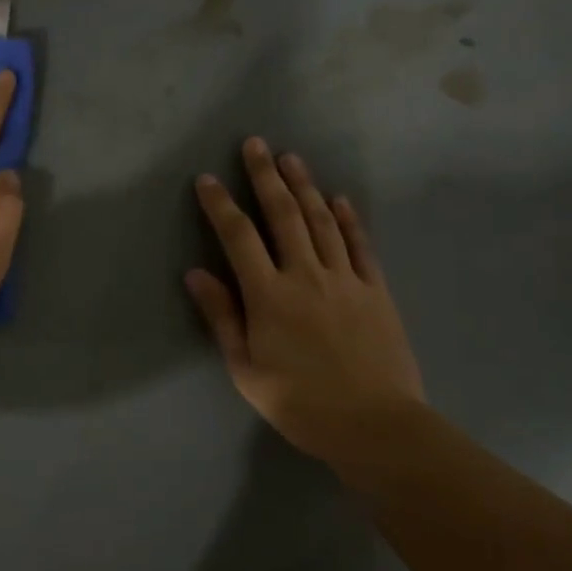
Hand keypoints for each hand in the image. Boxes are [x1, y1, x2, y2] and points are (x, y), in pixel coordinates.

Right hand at [186, 138, 424, 484]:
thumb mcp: (246, 370)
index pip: (239, 238)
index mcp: (269, 296)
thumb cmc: (301, 403)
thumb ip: (222, 317)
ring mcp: (345, 279)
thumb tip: (195, 273)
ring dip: (305, 186)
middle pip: (284, 215)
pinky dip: (349, 218)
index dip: (221, 205)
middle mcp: (306, 275)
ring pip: (322, 220)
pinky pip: (359, 245)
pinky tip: (340, 198)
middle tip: (255, 144)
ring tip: (291, 158)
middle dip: (266, 176)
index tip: (208, 179)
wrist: (376, 426)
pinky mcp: (375, 290)